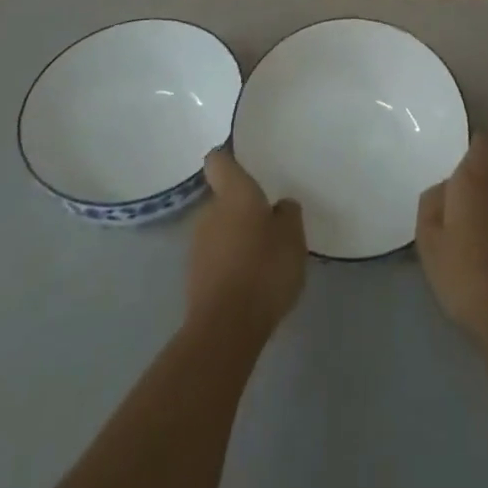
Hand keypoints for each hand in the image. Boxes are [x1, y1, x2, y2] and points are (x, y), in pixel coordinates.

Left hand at [186, 150, 305, 338]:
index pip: (218, 161)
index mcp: (233, 193)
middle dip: (242, 209)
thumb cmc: (263, 268)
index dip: (228, 158)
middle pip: (223, 199)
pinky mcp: (195, 279)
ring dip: (236, 238)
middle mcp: (209, 213)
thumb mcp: (293, 236)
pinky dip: (231, 264)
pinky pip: (216, 259)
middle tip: (268, 222)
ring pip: (219, 230)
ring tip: (263, 257)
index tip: (242, 161)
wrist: (226, 329)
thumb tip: (279, 207)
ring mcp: (198, 247)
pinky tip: (251, 282)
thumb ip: (287, 214)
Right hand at [416, 134, 487, 341]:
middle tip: (456, 182)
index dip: (469, 144)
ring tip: (468, 206)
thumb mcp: (427, 236)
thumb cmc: (459, 267)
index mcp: (473, 176)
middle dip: (478, 164)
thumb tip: (444, 187)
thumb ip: (432, 200)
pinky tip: (484, 228)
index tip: (454, 154)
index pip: (480, 141)